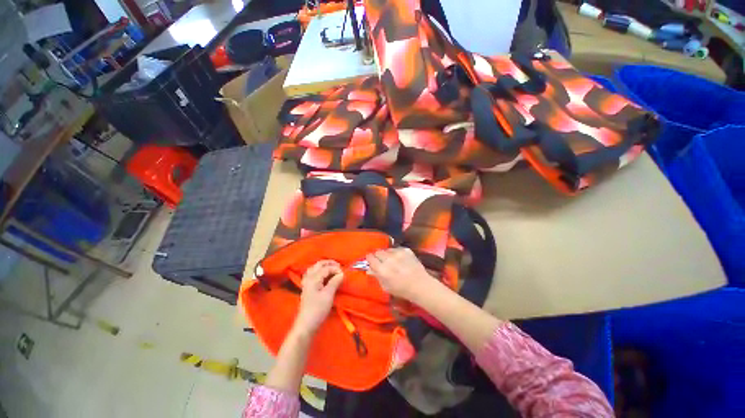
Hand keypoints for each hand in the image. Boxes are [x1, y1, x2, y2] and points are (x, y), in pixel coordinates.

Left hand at [294, 260, 343, 334]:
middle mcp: (309, 278)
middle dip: (329, 263)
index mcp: (313, 278)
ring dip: (323, 266)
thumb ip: (335, 282)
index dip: (336, 269)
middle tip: (339, 266)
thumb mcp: (328, 295)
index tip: (343, 273)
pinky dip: (318, 271)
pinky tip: (323, 274)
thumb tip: (341, 273)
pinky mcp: (307, 287)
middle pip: (319, 265)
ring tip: (332, 268)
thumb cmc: (318, 309)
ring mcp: (306, 282)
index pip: (326, 268)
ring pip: (315, 268)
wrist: (306, 324)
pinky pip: (312, 273)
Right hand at [366, 248, 435, 300]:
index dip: (370, 259)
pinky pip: (396, 248)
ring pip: (387, 249)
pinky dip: (396, 253)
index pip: (370, 257)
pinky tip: (400, 259)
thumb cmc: (401, 289)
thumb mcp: (385, 287)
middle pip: (378, 252)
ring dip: (387, 254)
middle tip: (382, 262)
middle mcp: (388, 259)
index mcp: (382, 269)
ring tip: (392, 261)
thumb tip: (369, 269)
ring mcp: (398, 253)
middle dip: (378, 256)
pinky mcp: (406, 249)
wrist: (420, 285)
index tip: (371, 261)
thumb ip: (376, 276)